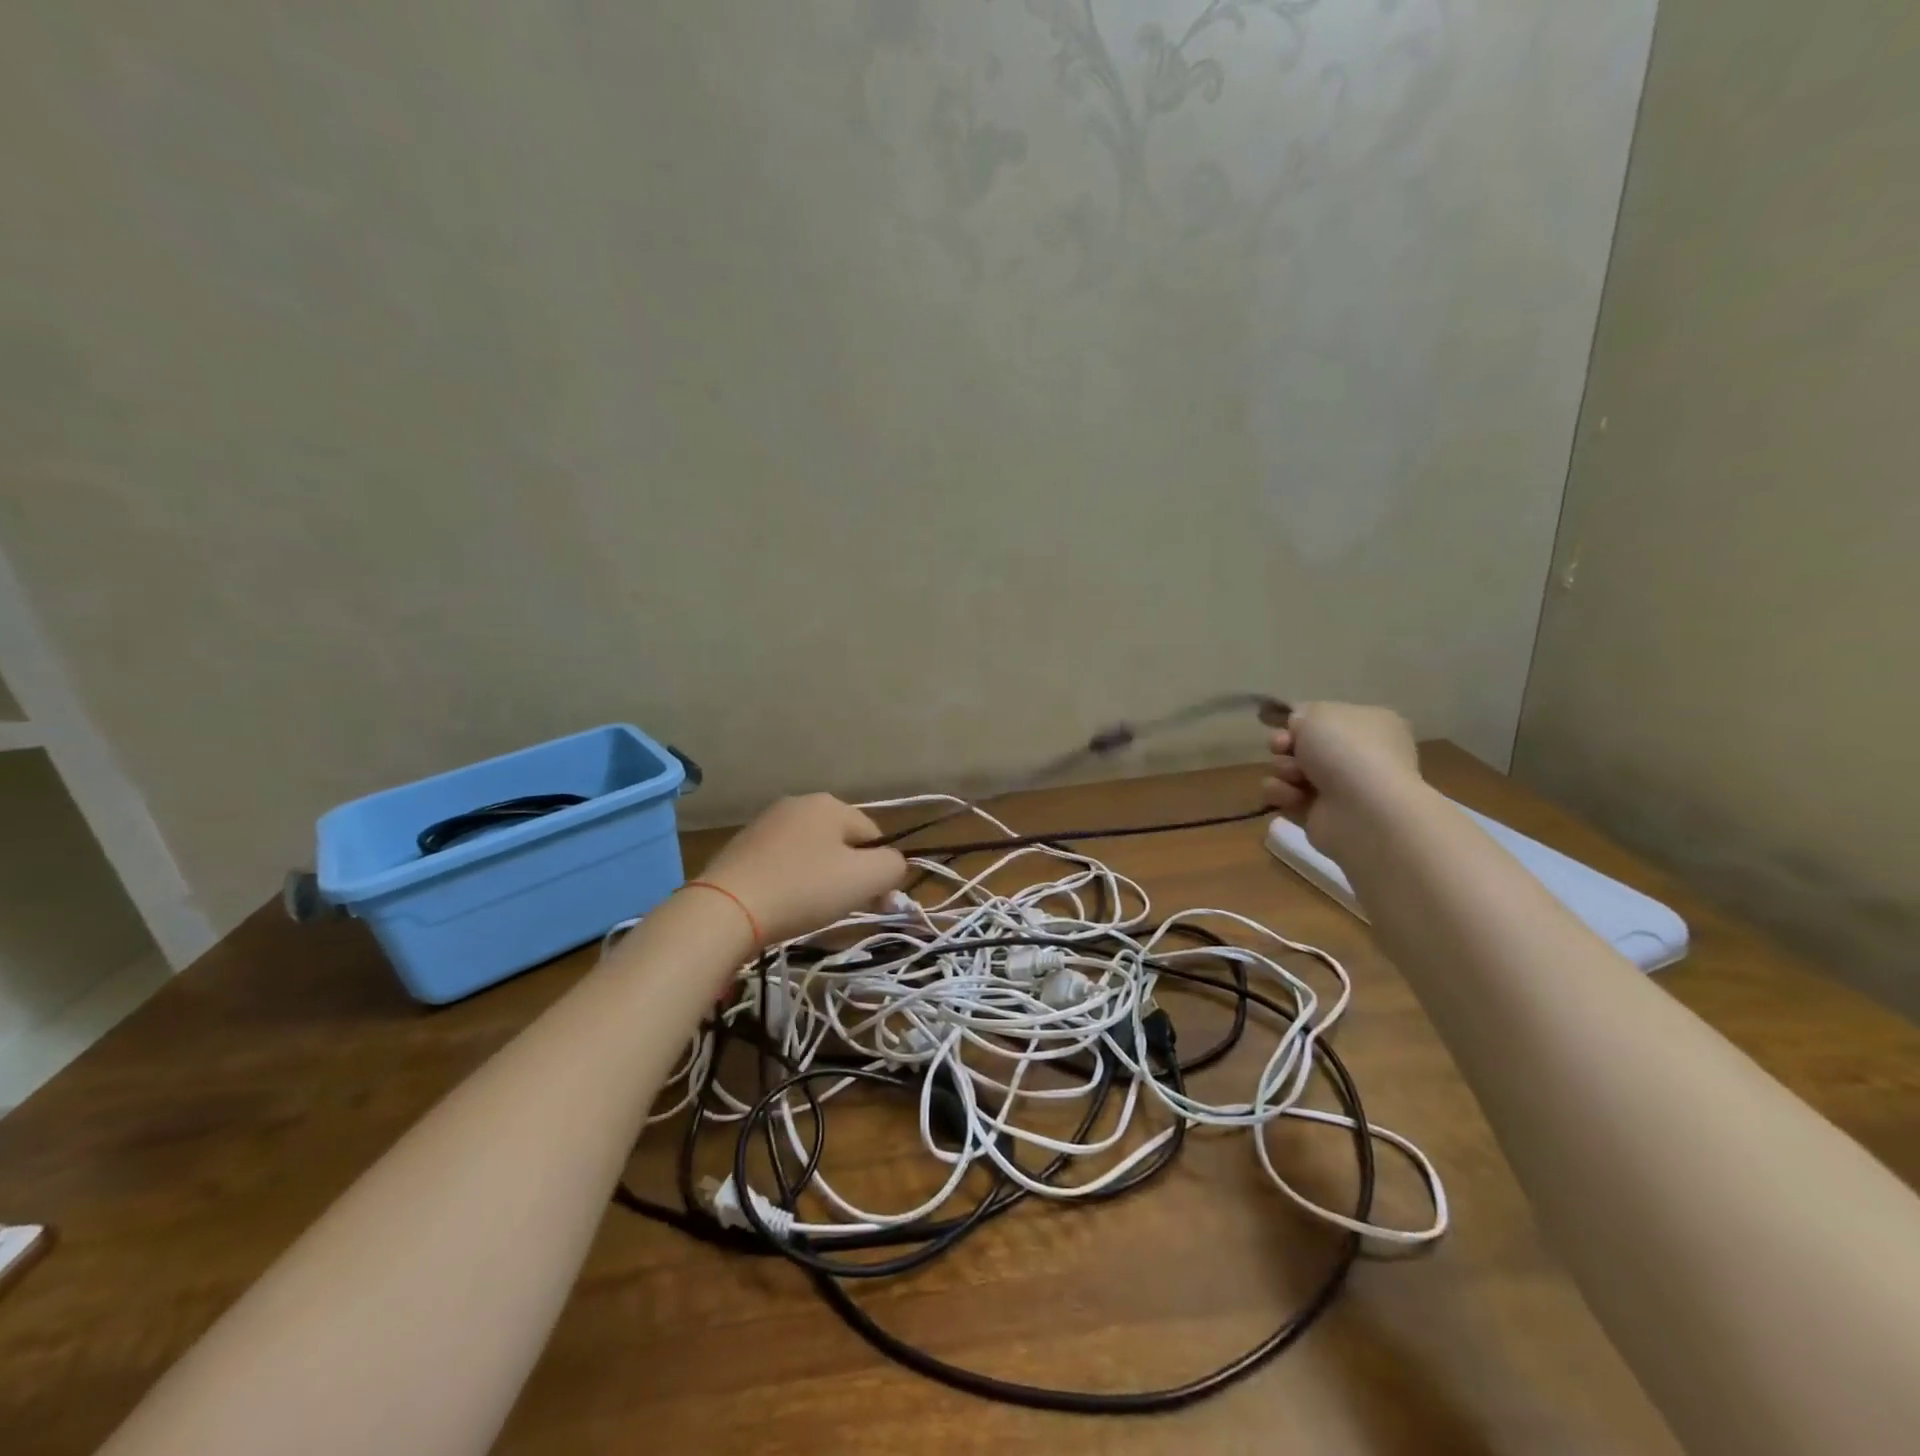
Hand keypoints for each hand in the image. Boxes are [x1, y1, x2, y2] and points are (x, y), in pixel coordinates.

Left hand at [698, 794, 907, 945]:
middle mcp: (798, 804)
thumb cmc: (804, 889)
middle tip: (844, 908)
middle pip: (841, 843)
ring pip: (811, 853)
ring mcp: (766, 823)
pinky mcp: (741, 847)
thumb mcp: (865, 879)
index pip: (874, 836)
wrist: (727, 908)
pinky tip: (783, 904)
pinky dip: (790, 882)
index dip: (880, 871)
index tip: (875, 903)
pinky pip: (782, 863)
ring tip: (810, 909)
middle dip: (849, 874)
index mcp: (830, 803)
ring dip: (819, 879)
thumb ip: (893, 867)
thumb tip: (893, 866)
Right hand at [1263, 702, 1425, 856]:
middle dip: (1285, 745)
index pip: (1325, 718)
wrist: (1363, 810)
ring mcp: (1340, 788)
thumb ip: (1301, 713)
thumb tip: (1297, 728)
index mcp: (1369, 726)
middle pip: (1303, 745)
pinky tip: (1292, 797)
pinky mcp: (1320, 815)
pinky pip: (1286, 797)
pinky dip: (1282, 794)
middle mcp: (1357, 756)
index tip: (1287, 724)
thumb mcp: (1318, 713)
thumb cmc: (1346, 750)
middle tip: (1282, 748)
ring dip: (1282, 769)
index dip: (1300, 720)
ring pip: (1290, 770)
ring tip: (1294, 776)